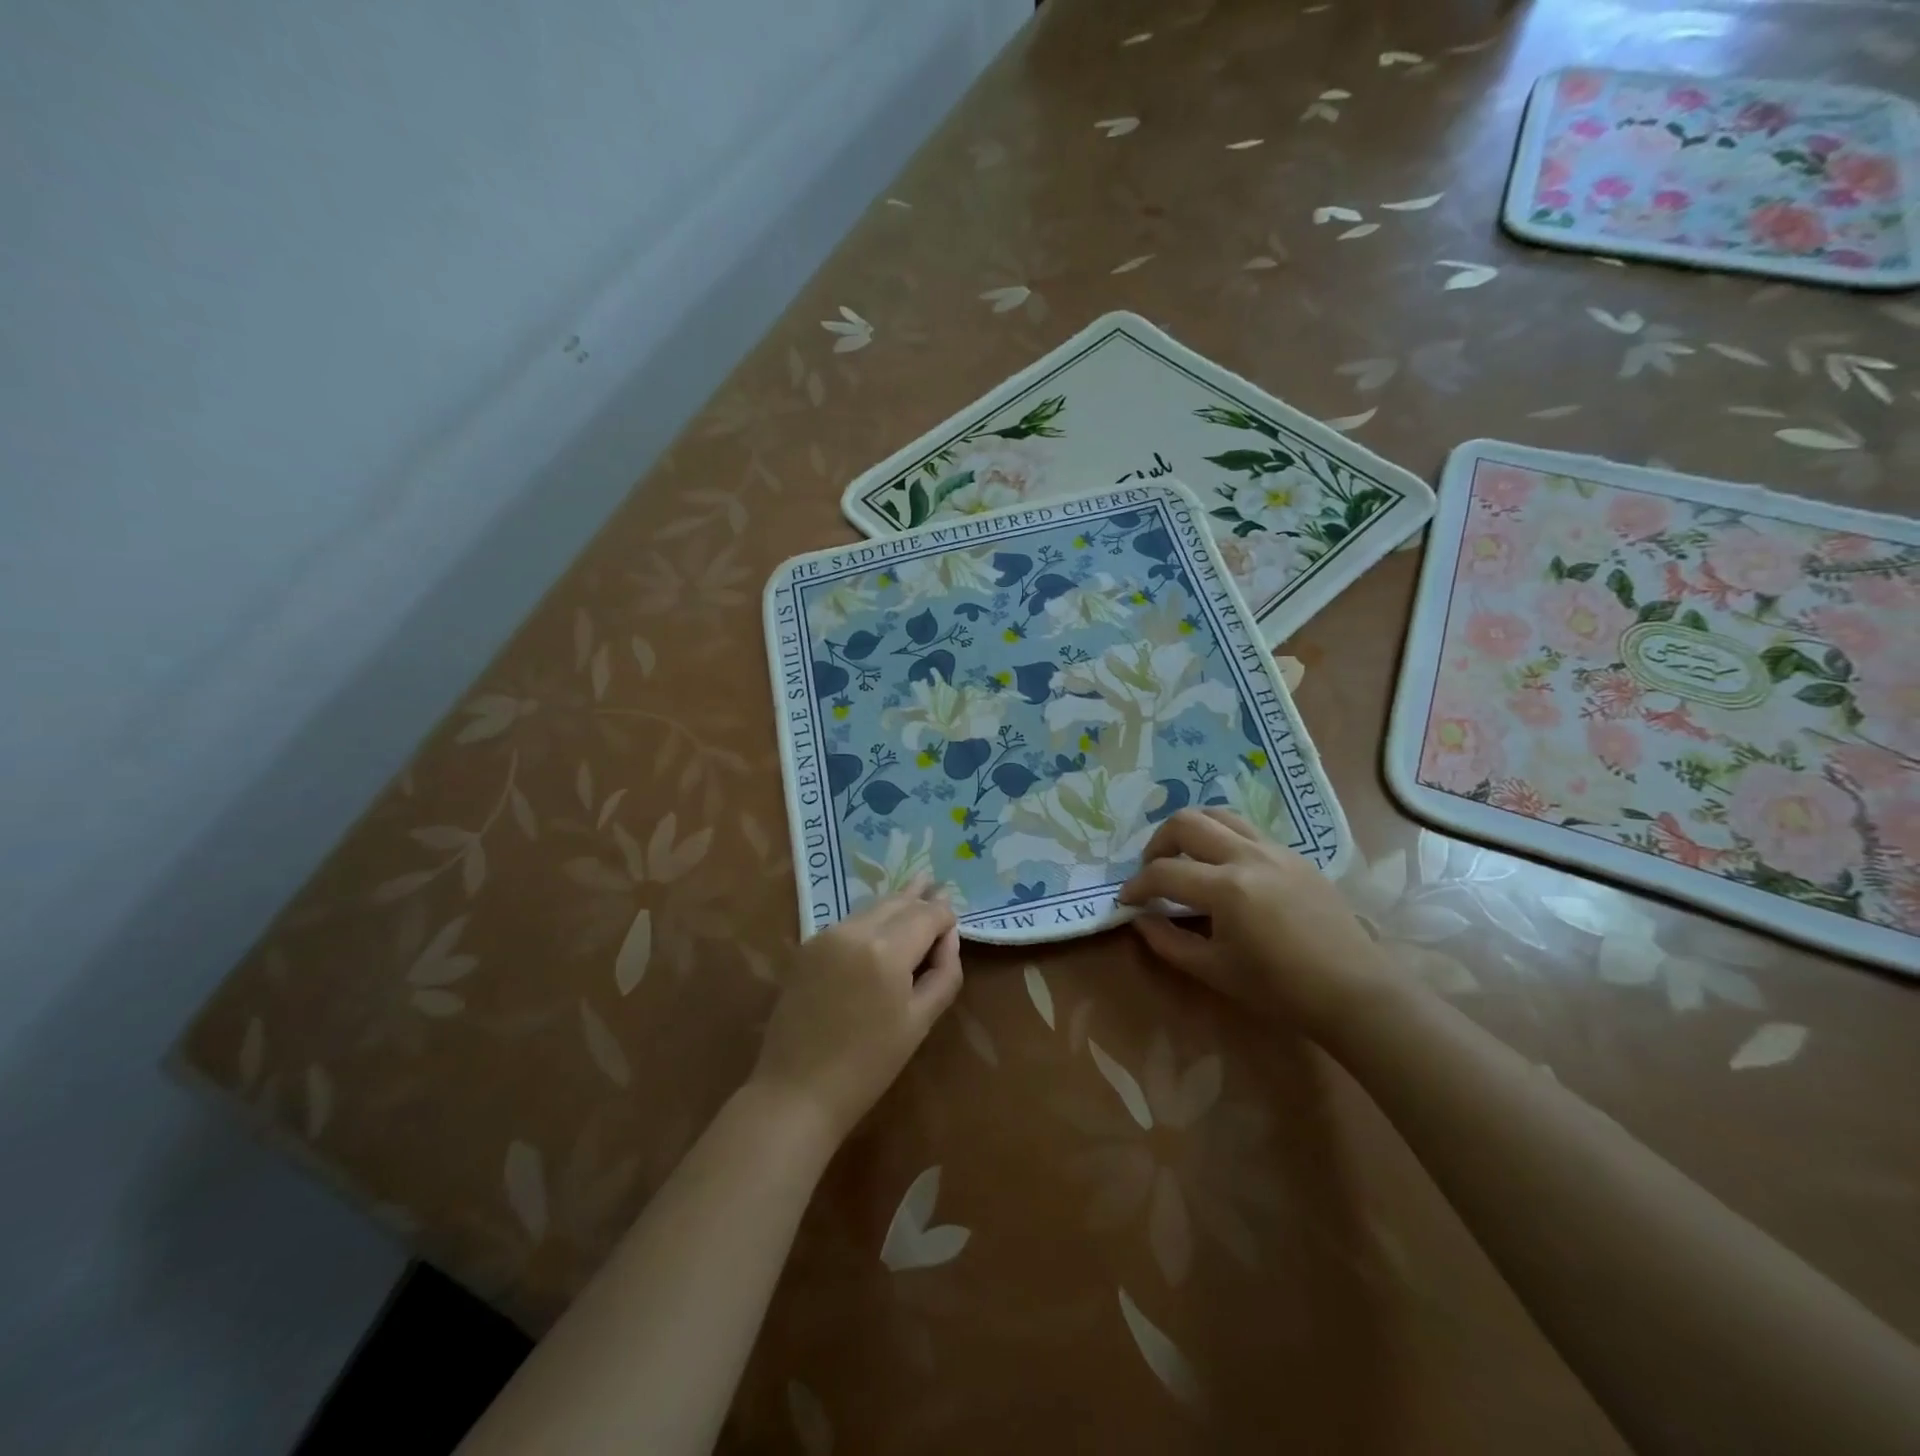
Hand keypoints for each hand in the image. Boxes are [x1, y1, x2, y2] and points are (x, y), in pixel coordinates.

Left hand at [748, 880, 962, 1146]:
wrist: (797, 1090)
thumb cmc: (868, 1065)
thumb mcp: (920, 1021)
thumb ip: (944, 972)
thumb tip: (949, 937)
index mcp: (887, 950)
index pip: (927, 914)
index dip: (945, 916)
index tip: (954, 925)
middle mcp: (855, 931)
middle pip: (898, 902)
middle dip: (920, 898)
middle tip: (937, 885)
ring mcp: (827, 935)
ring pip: (872, 908)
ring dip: (895, 905)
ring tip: (915, 893)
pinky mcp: (808, 946)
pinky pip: (850, 923)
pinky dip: (870, 920)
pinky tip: (880, 925)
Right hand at [1117, 808, 1386, 1037]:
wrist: (1353, 991)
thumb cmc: (1280, 989)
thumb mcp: (1214, 970)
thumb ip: (1168, 942)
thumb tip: (1140, 919)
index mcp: (1226, 888)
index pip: (1164, 872)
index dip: (1136, 886)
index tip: (1126, 900)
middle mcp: (1247, 856)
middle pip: (1186, 822)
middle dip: (1157, 843)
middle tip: (1152, 871)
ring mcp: (1274, 850)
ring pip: (1218, 815)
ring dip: (1190, 831)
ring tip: (1183, 858)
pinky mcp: (1294, 855)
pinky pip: (1246, 830)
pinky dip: (1221, 838)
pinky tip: (1222, 869)